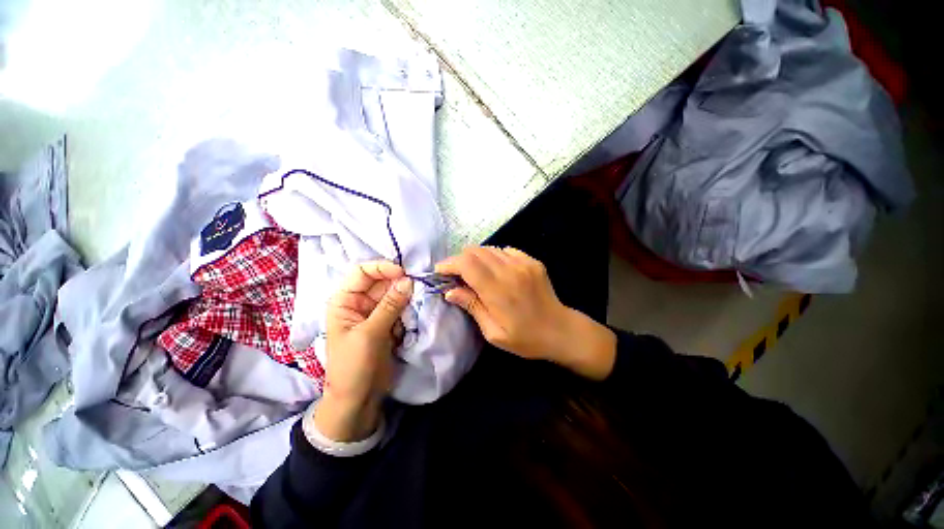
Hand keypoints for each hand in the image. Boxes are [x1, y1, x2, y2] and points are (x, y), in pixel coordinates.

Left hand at [314, 261, 412, 441]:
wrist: (357, 398)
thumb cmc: (353, 365)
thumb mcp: (370, 334)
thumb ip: (389, 306)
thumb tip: (409, 281)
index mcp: (345, 301)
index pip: (362, 272)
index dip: (381, 268)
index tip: (403, 274)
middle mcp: (360, 302)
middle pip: (381, 281)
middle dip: (399, 282)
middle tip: (418, 287)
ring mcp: (375, 313)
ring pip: (393, 294)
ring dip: (407, 295)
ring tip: (419, 299)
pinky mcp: (388, 323)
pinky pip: (400, 307)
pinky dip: (409, 307)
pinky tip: (417, 310)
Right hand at [436, 247, 615, 379]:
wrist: (561, 330)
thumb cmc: (525, 338)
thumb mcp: (494, 332)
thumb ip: (472, 307)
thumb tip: (450, 291)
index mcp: (498, 291)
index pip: (467, 265)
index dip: (449, 264)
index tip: (440, 271)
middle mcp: (510, 270)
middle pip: (475, 251)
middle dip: (459, 260)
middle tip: (455, 274)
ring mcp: (523, 263)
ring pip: (489, 248)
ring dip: (476, 258)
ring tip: (473, 272)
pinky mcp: (532, 261)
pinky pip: (505, 250)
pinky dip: (494, 257)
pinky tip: (495, 270)